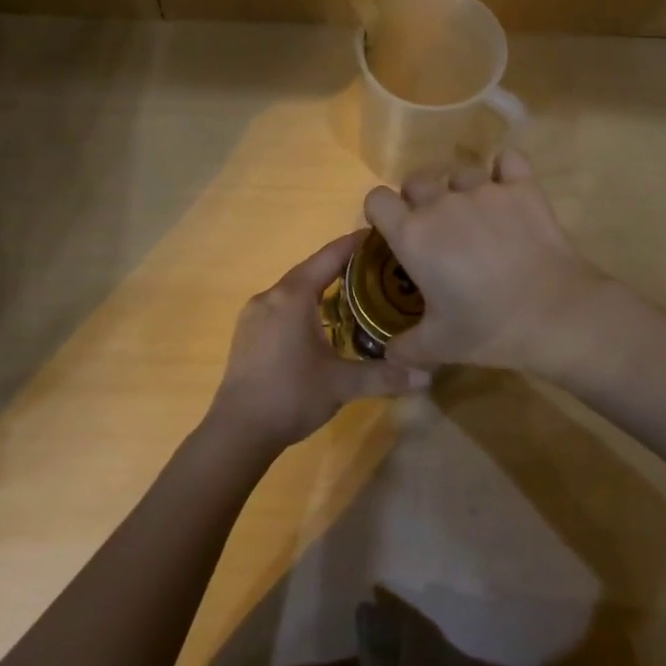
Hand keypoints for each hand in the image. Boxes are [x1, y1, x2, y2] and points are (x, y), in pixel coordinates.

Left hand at [207, 232, 431, 453]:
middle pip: (311, 270)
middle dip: (342, 266)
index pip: (329, 257)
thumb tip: (427, 375)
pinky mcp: (247, 333)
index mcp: (293, 296)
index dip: (355, 244)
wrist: (238, 431)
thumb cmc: (291, 395)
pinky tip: (321, 323)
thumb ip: (385, 375)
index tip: (381, 234)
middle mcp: (271, 296)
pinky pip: (282, 306)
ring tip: (354, 294)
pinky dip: (305, 305)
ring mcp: (254, 314)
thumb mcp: (342, 384)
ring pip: (294, 289)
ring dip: (322, 287)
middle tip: (378, 269)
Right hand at [362, 150, 608, 375]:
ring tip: (476, 214)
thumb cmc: (487, 329)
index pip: (377, 199)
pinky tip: (508, 188)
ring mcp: (484, 190)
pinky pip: (508, 160)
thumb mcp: (438, 346)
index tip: (393, 229)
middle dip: (419, 198)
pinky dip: (505, 170)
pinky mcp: (522, 187)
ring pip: (460, 171)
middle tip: (437, 228)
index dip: (381, 211)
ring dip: (460, 188)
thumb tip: (389, 354)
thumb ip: (405, 347)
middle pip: (416, 180)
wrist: (554, 314)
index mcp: (413, 235)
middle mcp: (442, 203)